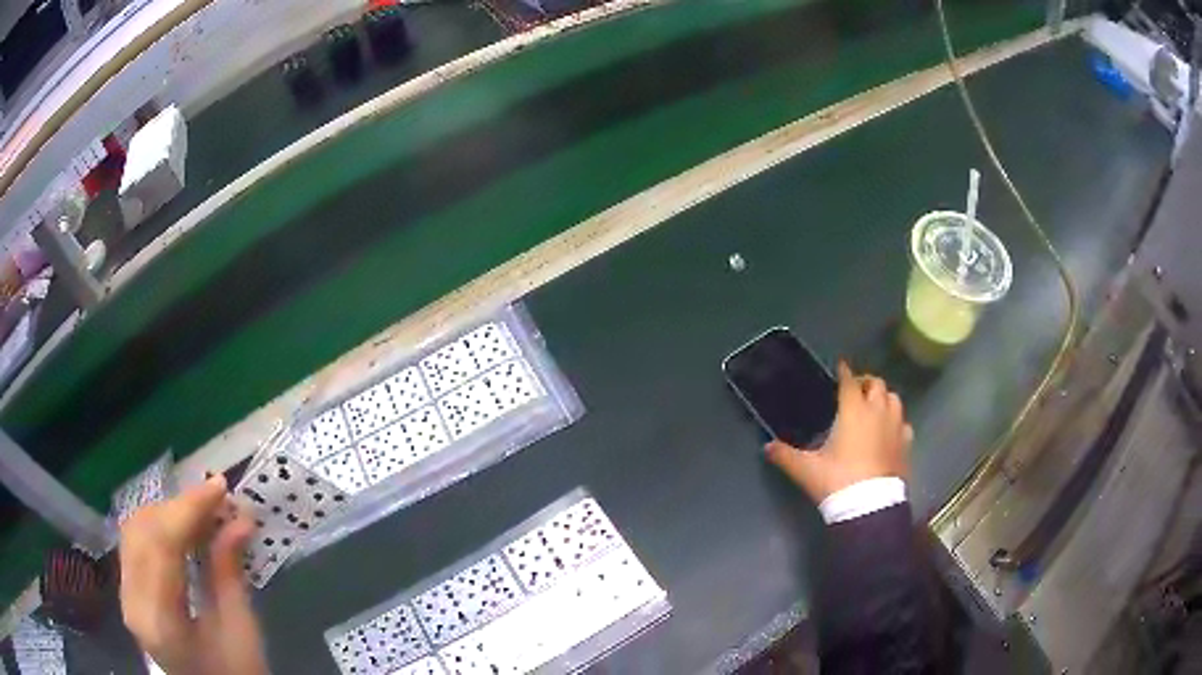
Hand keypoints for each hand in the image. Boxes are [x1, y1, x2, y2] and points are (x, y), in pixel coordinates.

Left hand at [119, 475, 266, 674]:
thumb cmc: (235, 674)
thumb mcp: (240, 630)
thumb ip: (229, 572)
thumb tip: (239, 519)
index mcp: (159, 620)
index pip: (161, 544)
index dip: (189, 508)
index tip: (220, 487)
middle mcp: (132, 602)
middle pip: (143, 531)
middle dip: (180, 507)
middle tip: (217, 501)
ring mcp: (126, 596)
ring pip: (135, 530)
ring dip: (168, 514)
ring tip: (203, 514)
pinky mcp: (128, 592)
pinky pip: (136, 544)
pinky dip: (159, 528)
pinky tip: (183, 530)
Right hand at [766, 361, 912, 502]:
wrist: (870, 507)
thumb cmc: (837, 480)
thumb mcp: (806, 469)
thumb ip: (785, 455)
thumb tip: (766, 447)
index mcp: (853, 411)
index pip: (849, 381)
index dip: (844, 372)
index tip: (840, 366)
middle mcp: (877, 412)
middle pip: (877, 384)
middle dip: (866, 382)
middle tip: (856, 390)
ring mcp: (896, 427)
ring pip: (895, 399)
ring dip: (884, 398)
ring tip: (875, 407)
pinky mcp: (906, 444)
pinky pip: (904, 423)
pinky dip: (897, 422)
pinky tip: (890, 431)